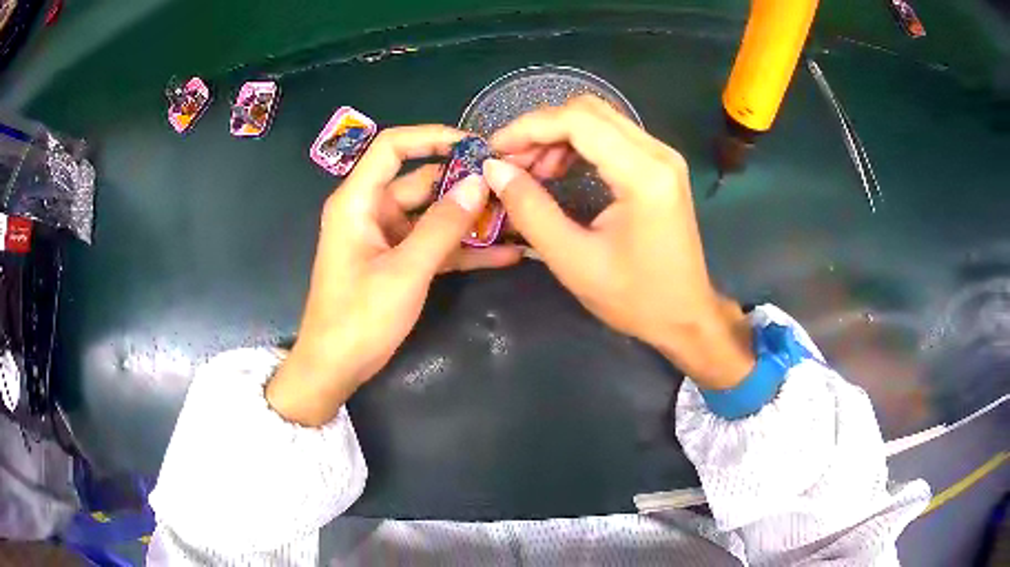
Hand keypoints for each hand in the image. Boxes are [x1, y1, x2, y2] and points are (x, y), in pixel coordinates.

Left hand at [267, 126, 521, 425]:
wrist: (335, 368)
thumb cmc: (359, 318)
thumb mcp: (405, 271)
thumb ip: (443, 226)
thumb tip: (479, 183)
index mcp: (358, 201)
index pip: (392, 147)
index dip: (432, 137)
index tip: (474, 144)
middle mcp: (371, 211)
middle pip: (420, 181)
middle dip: (464, 183)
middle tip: (510, 184)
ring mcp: (385, 237)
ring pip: (432, 215)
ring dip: (470, 218)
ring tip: (517, 216)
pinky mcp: (397, 261)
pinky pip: (432, 245)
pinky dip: (462, 248)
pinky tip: (504, 253)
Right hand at [483, 96, 753, 388]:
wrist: (685, 315)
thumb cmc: (634, 298)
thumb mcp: (574, 260)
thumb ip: (531, 211)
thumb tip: (494, 169)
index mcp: (643, 175)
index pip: (578, 121)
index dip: (529, 127)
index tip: (494, 150)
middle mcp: (658, 153)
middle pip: (588, 111)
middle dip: (541, 129)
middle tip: (511, 163)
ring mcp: (662, 156)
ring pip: (598, 119)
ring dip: (557, 135)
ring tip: (531, 171)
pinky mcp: (660, 165)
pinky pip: (611, 136)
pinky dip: (577, 144)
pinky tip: (558, 170)